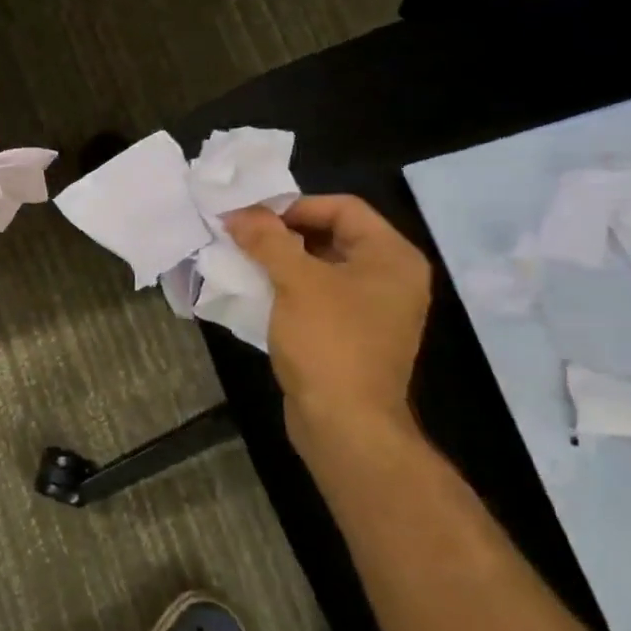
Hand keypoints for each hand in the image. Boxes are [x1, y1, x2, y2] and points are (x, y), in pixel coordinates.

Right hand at [224, 195, 432, 451]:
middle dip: (284, 234)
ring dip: (282, 261)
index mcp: (392, 257)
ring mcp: (373, 310)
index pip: (343, 208)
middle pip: (332, 235)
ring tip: (242, 260)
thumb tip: (238, 213)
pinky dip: (289, 289)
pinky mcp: (352, 336)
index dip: (294, 206)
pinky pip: (319, 297)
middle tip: (242, 236)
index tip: (251, 217)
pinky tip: (256, 292)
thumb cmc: (328, 342)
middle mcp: (390, 278)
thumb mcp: (295, 281)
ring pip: (322, 267)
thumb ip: (267, 239)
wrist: (345, 424)